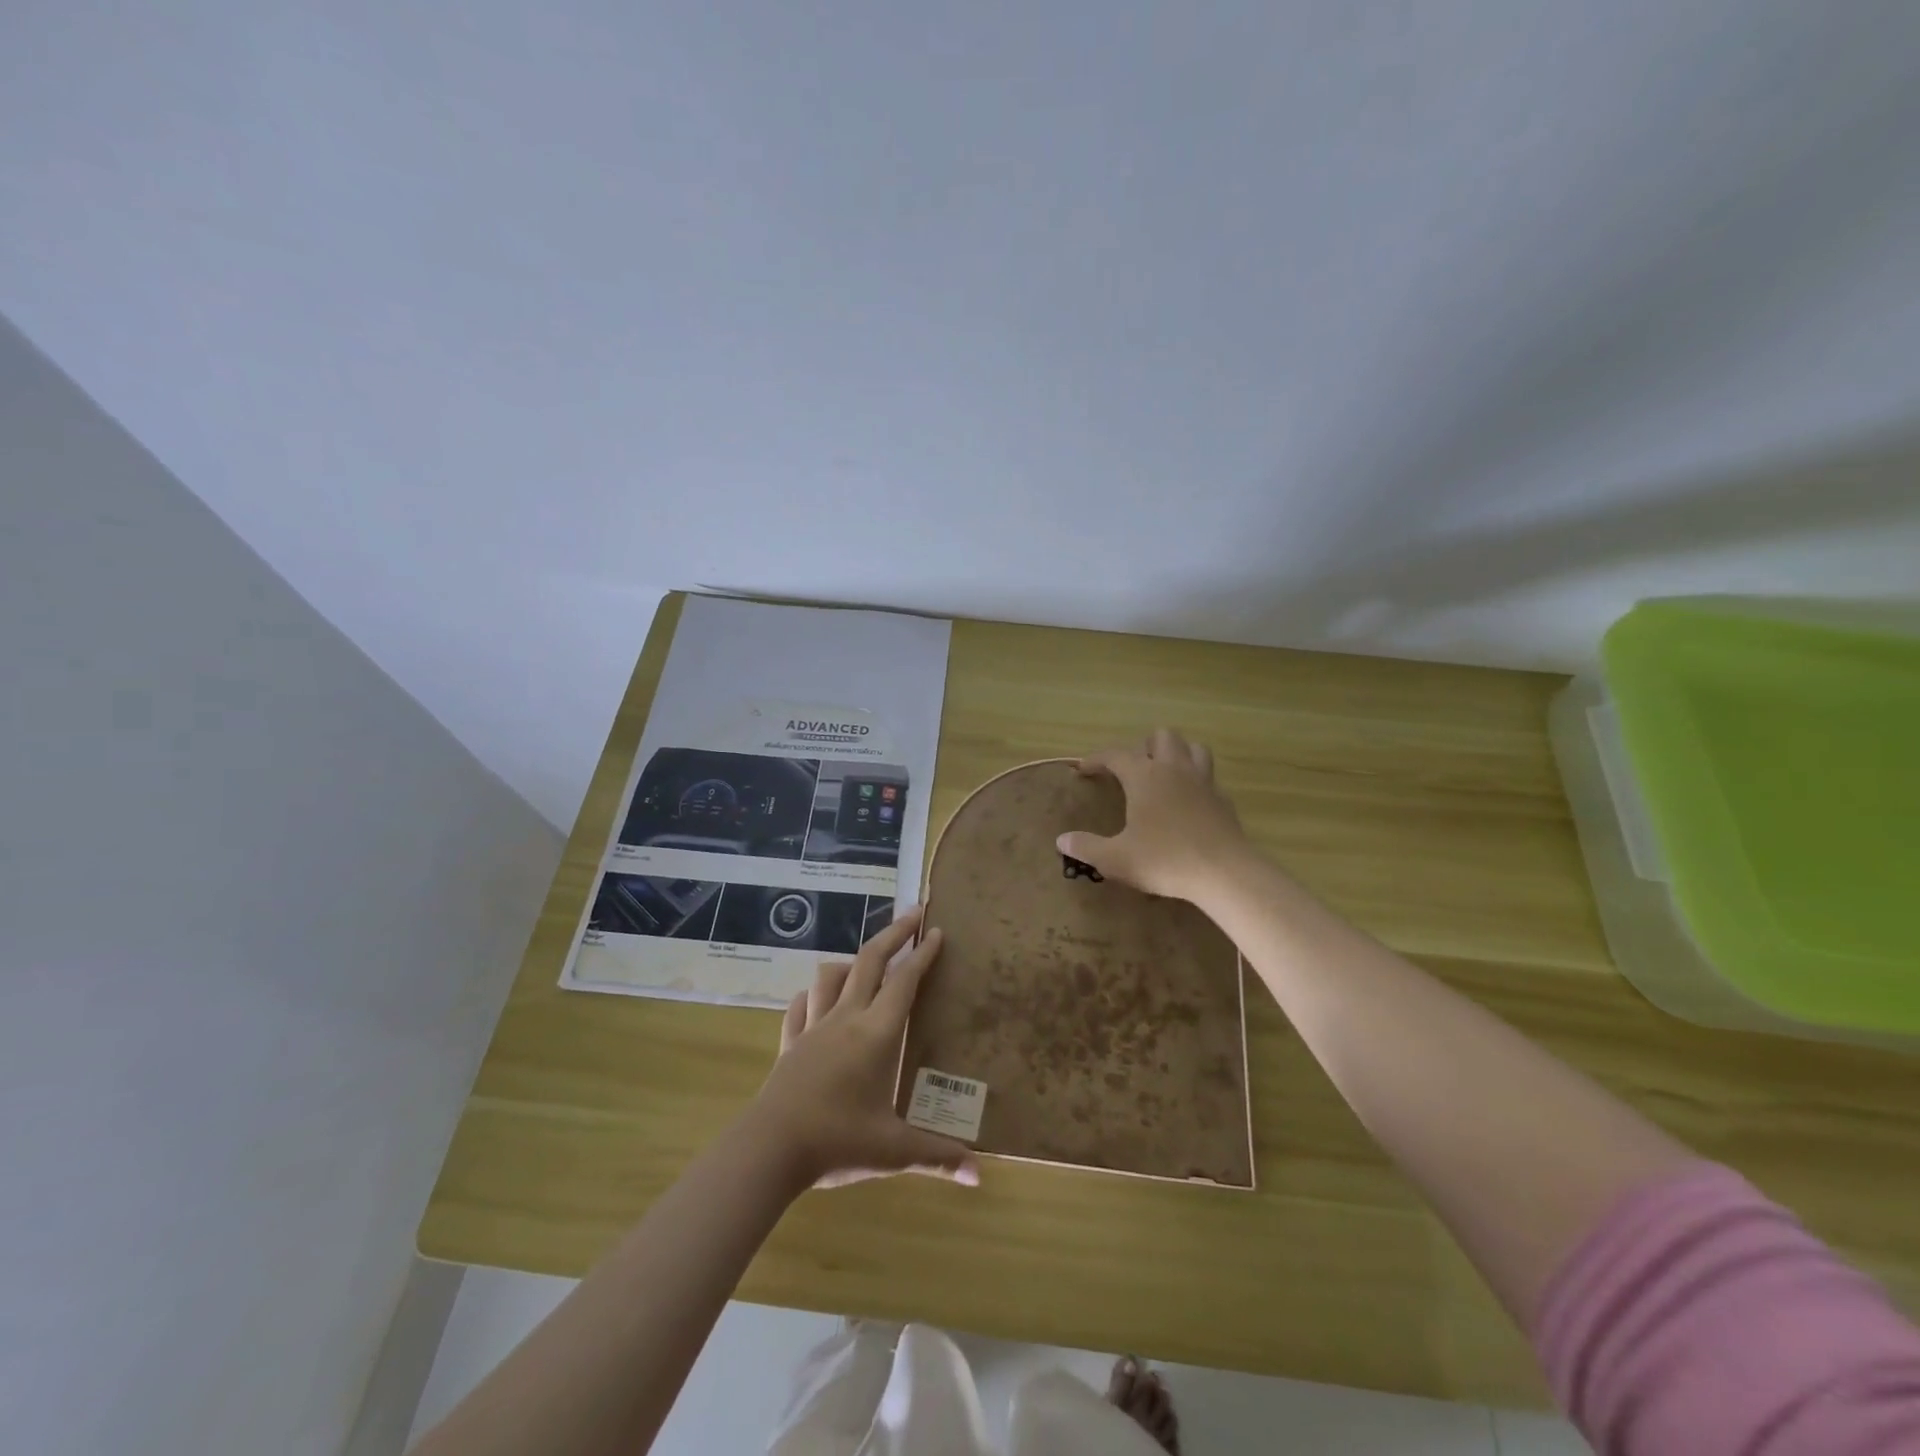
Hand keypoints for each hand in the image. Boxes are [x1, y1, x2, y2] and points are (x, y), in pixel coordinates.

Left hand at [748, 906, 979, 1191]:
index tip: (936, 931)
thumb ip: (937, 1156)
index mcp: (876, 1034)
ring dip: (851, 961)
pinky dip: (813, 995)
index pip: (905, 981)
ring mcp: (814, 1028)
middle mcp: (846, 1019)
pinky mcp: (790, 1043)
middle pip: (870, 961)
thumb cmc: (837, 1141)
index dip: (923, 954)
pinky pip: (800, 1006)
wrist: (770, 1149)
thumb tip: (979, 1175)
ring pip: (830, 976)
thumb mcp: (893, 1150)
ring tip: (866, 961)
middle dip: (894, 933)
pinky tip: (817, 999)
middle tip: (913, 914)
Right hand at [1056, 728, 1253, 903]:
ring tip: (1163, 775)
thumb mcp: (1116, 858)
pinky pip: (1208, 778)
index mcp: (1145, 776)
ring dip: (1177, 754)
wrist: (1225, 873)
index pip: (1116, 755)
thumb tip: (1061, 840)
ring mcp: (1204, 782)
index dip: (1096, 759)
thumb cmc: (1165, 860)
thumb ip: (1087, 847)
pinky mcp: (1223, 801)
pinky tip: (1187, 803)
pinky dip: (1195, 782)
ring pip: (1193, 748)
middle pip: (1162, 736)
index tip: (1083, 770)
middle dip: (1144, 746)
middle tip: (1132, 770)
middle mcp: (1174, 770)